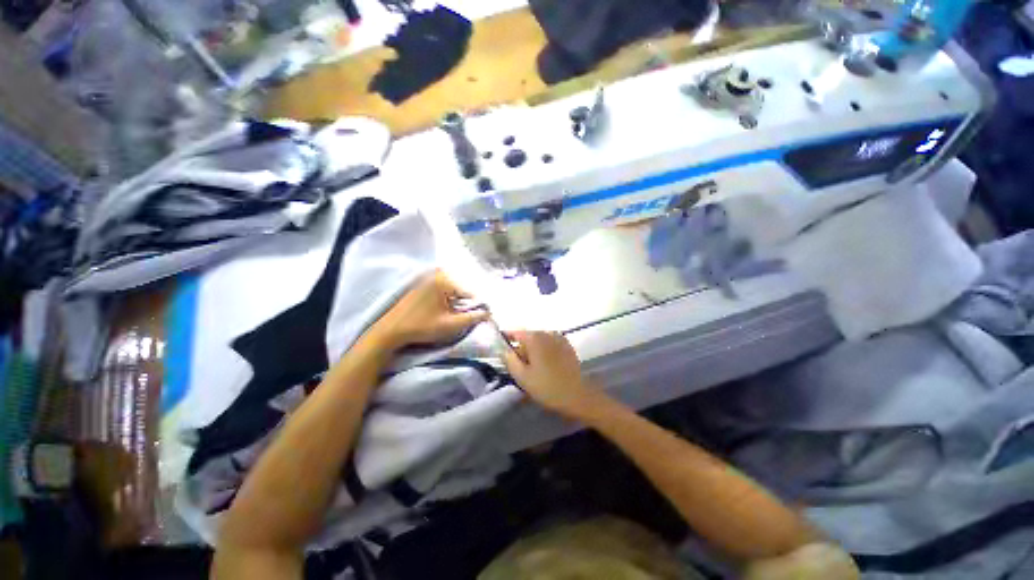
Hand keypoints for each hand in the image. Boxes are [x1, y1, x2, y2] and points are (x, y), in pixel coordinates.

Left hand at [370, 270, 488, 350]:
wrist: (390, 331)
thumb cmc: (422, 327)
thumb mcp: (451, 325)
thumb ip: (473, 318)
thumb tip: (489, 313)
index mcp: (444, 280)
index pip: (470, 293)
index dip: (477, 306)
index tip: (482, 318)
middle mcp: (436, 274)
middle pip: (461, 290)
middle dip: (466, 304)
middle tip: (466, 318)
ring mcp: (427, 278)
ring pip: (452, 291)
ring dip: (457, 303)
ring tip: (453, 316)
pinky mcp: (421, 284)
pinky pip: (442, 291)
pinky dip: (447, 300)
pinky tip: (442, 311)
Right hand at [502, 331, 599, 419]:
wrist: (577, 395)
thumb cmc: (547, 386)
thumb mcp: (522, 376)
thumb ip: (509, 360)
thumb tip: (503, 350)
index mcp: (534, 337)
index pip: (514, 332)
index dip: (505, 339)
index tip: (500, 348)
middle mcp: (546, 332)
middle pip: (527, 337)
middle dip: (520, 348)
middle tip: (517, 366)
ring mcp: (559, 338)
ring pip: (539, 341)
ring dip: (533, 351)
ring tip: (532, 369)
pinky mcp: (567, 346)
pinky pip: (549, 345)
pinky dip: (544, 351)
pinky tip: (546, 366)